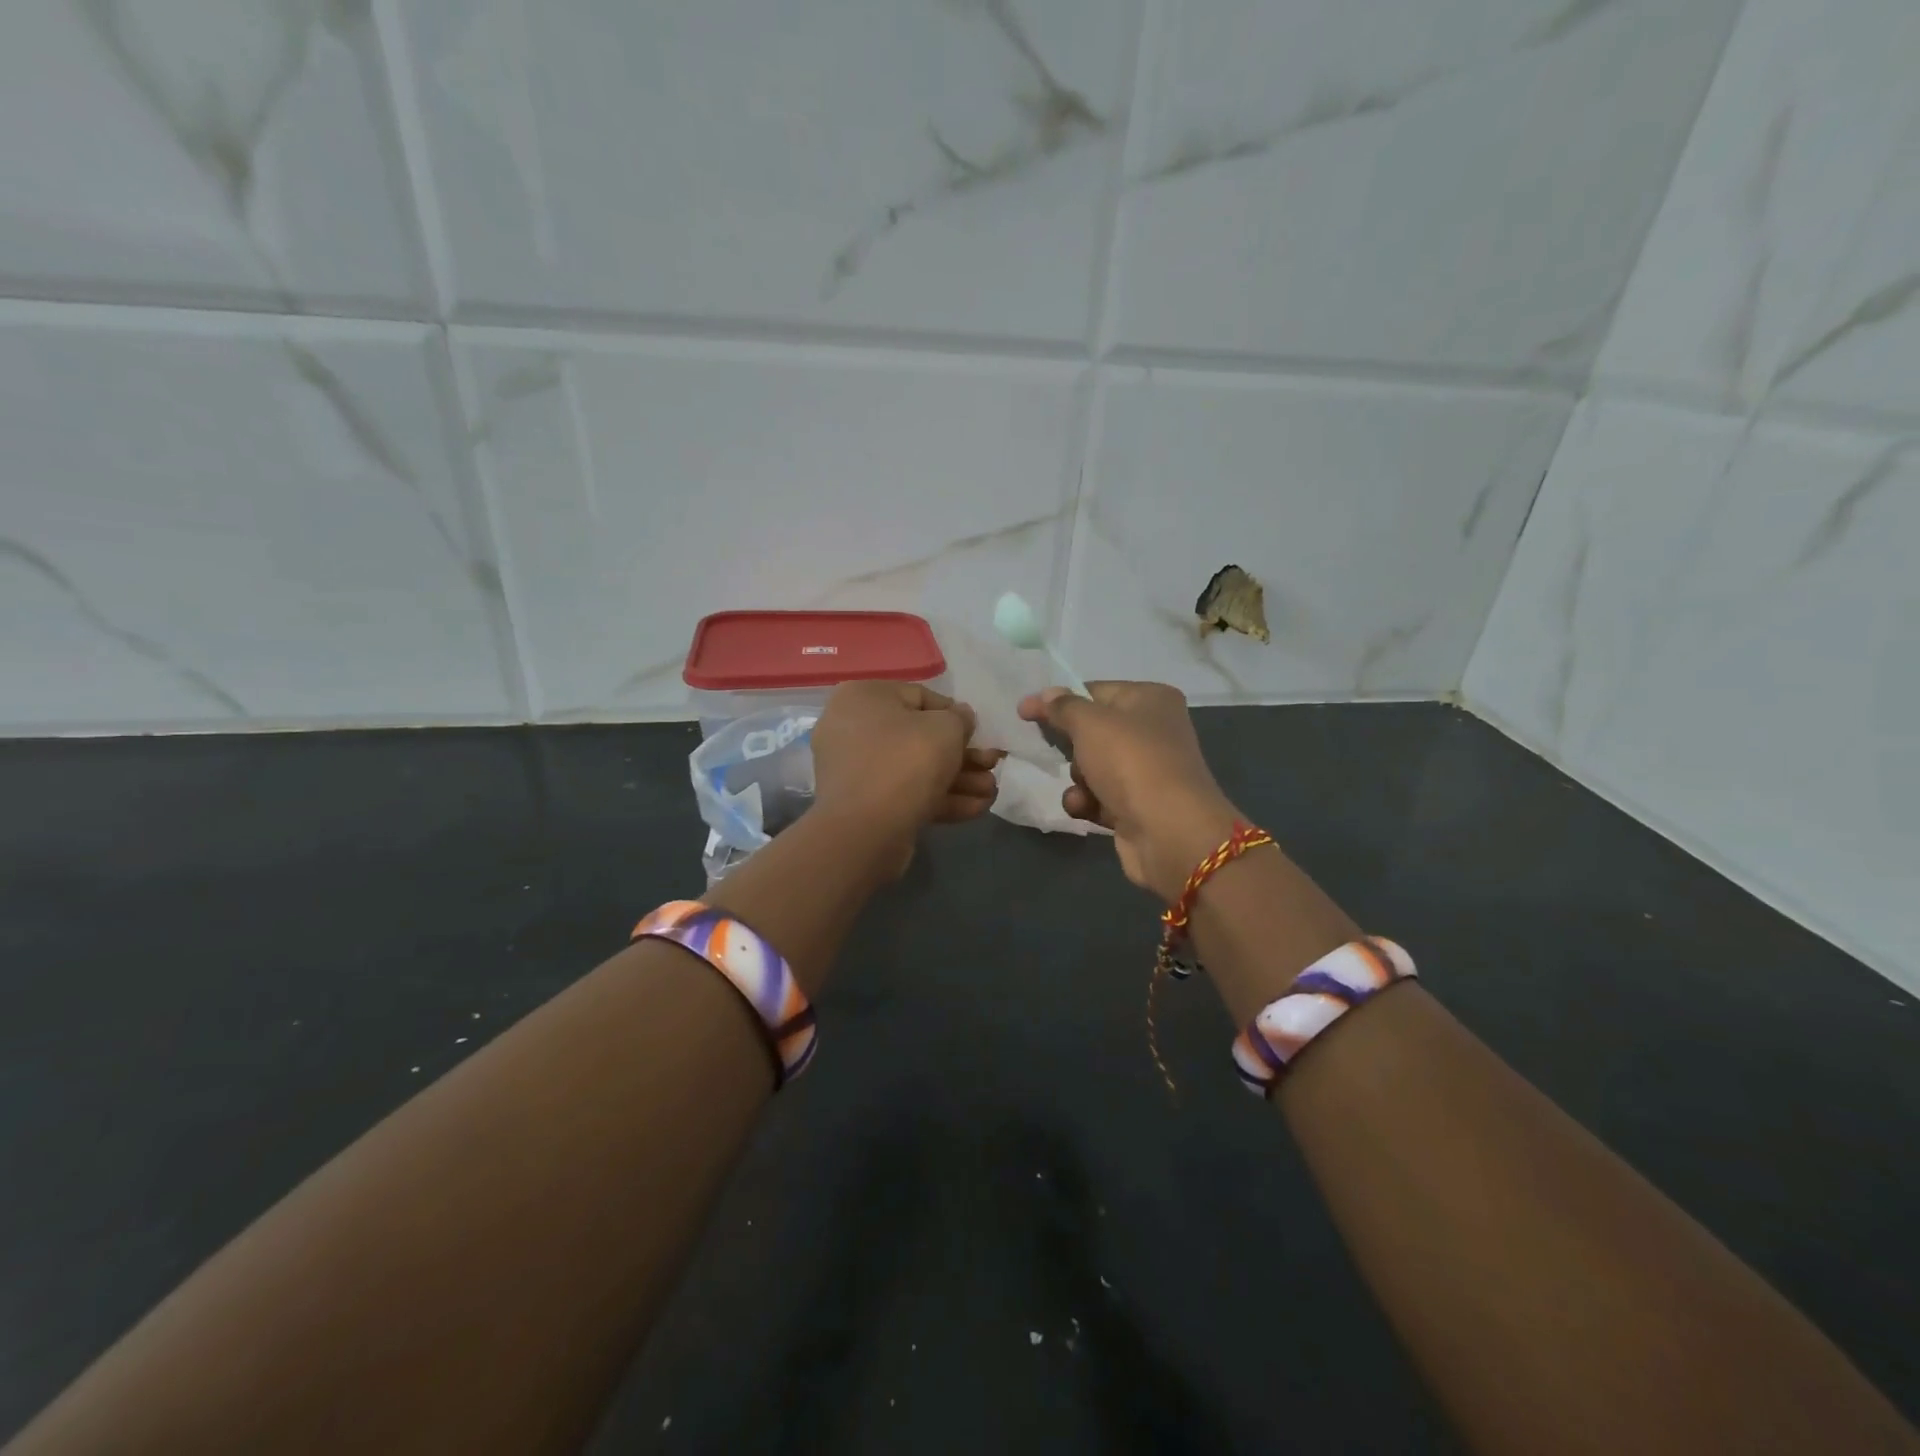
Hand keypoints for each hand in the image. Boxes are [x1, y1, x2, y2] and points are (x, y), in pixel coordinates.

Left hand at [811, 681, 1000, 846]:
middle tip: (993, 766)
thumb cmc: (907, 761)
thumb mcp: (946, 728)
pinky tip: (977, 809)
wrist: (866, 830)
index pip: (920, 697)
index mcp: (864, 697)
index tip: (978, 734)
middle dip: (963, 755)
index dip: (955, 715)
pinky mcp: (865, 805)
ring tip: (992, 792)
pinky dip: (940, 798)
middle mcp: (854, 728)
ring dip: (959, 779)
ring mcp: (857, 769)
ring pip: (916, 769)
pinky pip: (907, 793)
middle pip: (920, 737)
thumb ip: (960, 718)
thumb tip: (960, 717)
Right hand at [1018, 681, 1240, 901]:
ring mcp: (1147, 771)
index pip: (1095, 691)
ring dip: (1077, 778)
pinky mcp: (1139, 806)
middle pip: (1094, 731)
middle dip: (1069, 745)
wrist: (1168, 831)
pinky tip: (1084, 807)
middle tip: (1048, 750)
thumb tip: (1045, 695)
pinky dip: (1087, 802)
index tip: (1025, 712)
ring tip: (1081, 786)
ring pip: (1093, 766)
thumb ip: (1062, 707)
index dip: (1059, 701)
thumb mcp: (1090, 723)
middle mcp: (1153, 731)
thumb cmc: (1130, 761)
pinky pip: (1100, 797)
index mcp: (1151, 699)